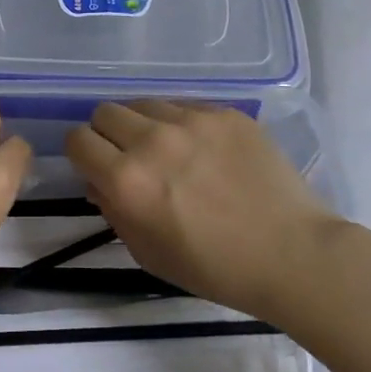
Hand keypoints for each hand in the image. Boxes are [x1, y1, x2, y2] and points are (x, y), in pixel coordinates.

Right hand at [65, 101, 343, 323]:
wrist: (293, 254)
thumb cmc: (215, 268)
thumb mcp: (148, 253)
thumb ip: (113, 211)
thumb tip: (98, 180)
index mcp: (127, 181)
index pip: (77, 139)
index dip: (81, 153)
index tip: (96, 166)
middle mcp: (152, 141)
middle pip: (105, 112)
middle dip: (108, 134)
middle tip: (130, 157)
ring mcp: (192, 121)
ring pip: (143, 103)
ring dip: (144, 124)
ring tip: (169, 150)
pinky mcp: (224, 113)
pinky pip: (184, 105)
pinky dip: (182, 123)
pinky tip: (204, 149)